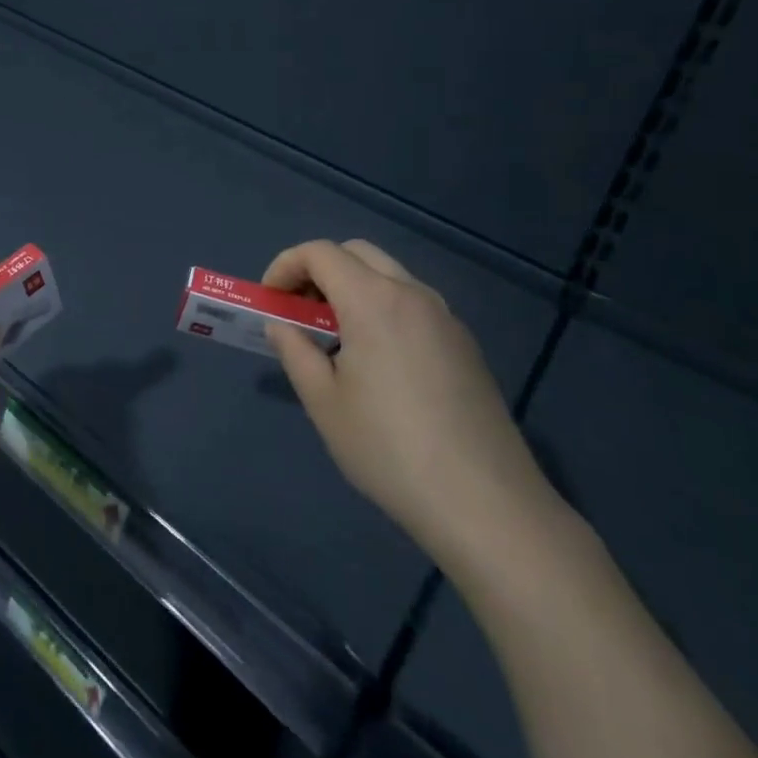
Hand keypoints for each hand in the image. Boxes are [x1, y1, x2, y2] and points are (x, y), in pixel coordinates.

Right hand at [264, 239, 561, 574]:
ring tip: (335, 340)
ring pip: (389, 276)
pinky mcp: (466, 345)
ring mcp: (446, 318)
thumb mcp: (324, 403)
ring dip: (353, 288)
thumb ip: (295, 351)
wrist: (487, 505)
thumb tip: (281, 326)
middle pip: (356, 253)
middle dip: (319, 270)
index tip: (270, 300)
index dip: (285, 265)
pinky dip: (383, 309)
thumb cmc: (390, 449)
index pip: (320, 252)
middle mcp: (412, 294)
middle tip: (300, 312)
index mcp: (373, 300)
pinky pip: (413, 304)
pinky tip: (379, 363)